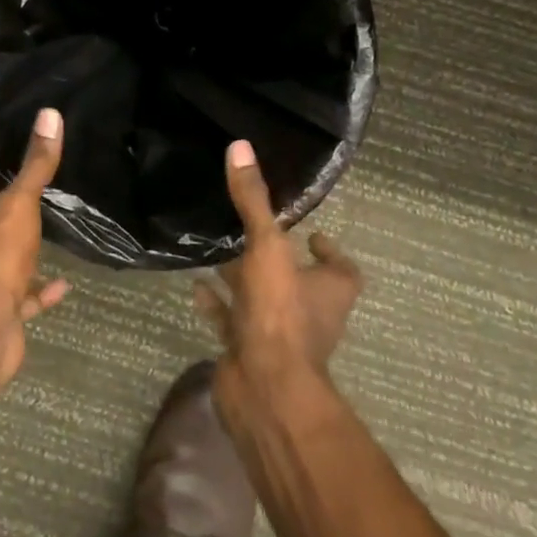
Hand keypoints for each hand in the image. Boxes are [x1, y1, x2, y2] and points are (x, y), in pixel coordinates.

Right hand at [194, 139, 361, 391]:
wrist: (263, 390)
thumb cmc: (279, 314)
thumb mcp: (267, 247)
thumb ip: (253, 201)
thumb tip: (240, 146)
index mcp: (328, 290)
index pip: (341, 269)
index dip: (328, 250)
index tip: (309, 231)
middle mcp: (308, 313)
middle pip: (296, 281)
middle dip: (275, 258)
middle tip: (249, 230)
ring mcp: (277, 335)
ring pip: (261, 300)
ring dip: (242, 279)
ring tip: (216, 250)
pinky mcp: (247, 351)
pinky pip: (231, 321)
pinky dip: (216, 304)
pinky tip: (195, 284)